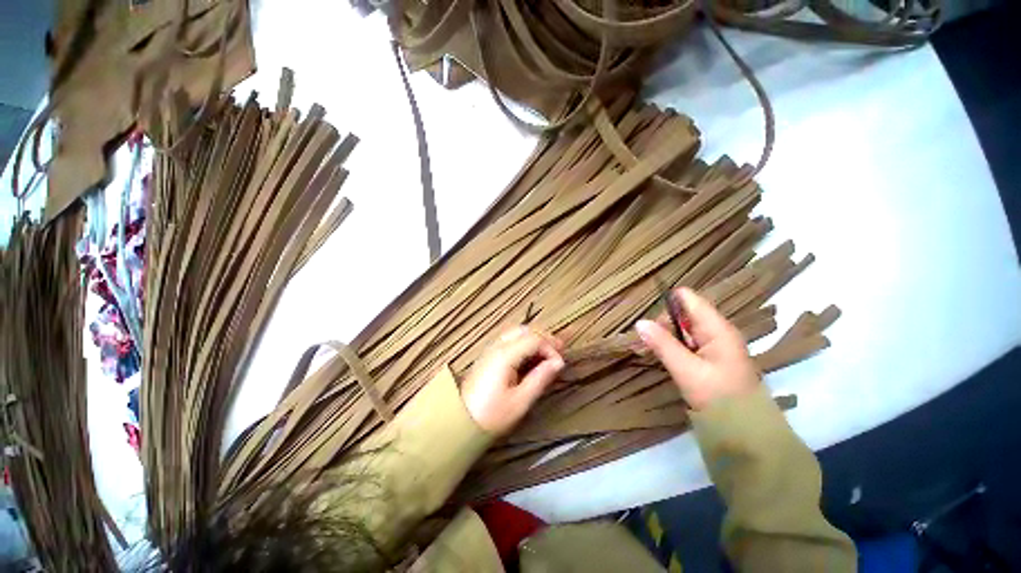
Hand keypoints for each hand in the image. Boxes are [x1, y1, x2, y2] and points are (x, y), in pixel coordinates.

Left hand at [461, 326, 564, 434]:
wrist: (461, 421)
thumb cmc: (492, 415)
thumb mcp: (520, 401)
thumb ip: (540, 378)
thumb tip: (558, 363)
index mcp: (505, 356)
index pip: (534, 339)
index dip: (550, 347)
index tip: (560, 364)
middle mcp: (497, 346)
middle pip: (525, 330)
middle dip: (544, 337)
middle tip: (558, 351)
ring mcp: (491, 349)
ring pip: (517, 332)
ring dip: (534, 337)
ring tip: (547, 352)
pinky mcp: (489, 355)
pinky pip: (510, 339)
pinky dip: (524, 341)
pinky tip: (531, 354)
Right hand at [635, 287, 758, 410]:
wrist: (745, 430)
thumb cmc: (718, 397)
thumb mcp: (686, 370)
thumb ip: (663, 344)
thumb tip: (639, 322)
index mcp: (716, 328)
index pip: (688, 298)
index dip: (666, 304)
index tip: (651, 322)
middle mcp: (716, 331)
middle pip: (682, 313)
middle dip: (662, 324)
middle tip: (647, 342)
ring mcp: (714, 344)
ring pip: (682, 329)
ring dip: (665, 336)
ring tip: (648, 349)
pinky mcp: (710, 356)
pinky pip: (686, 342)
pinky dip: (672, 346)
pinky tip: (662, 356)